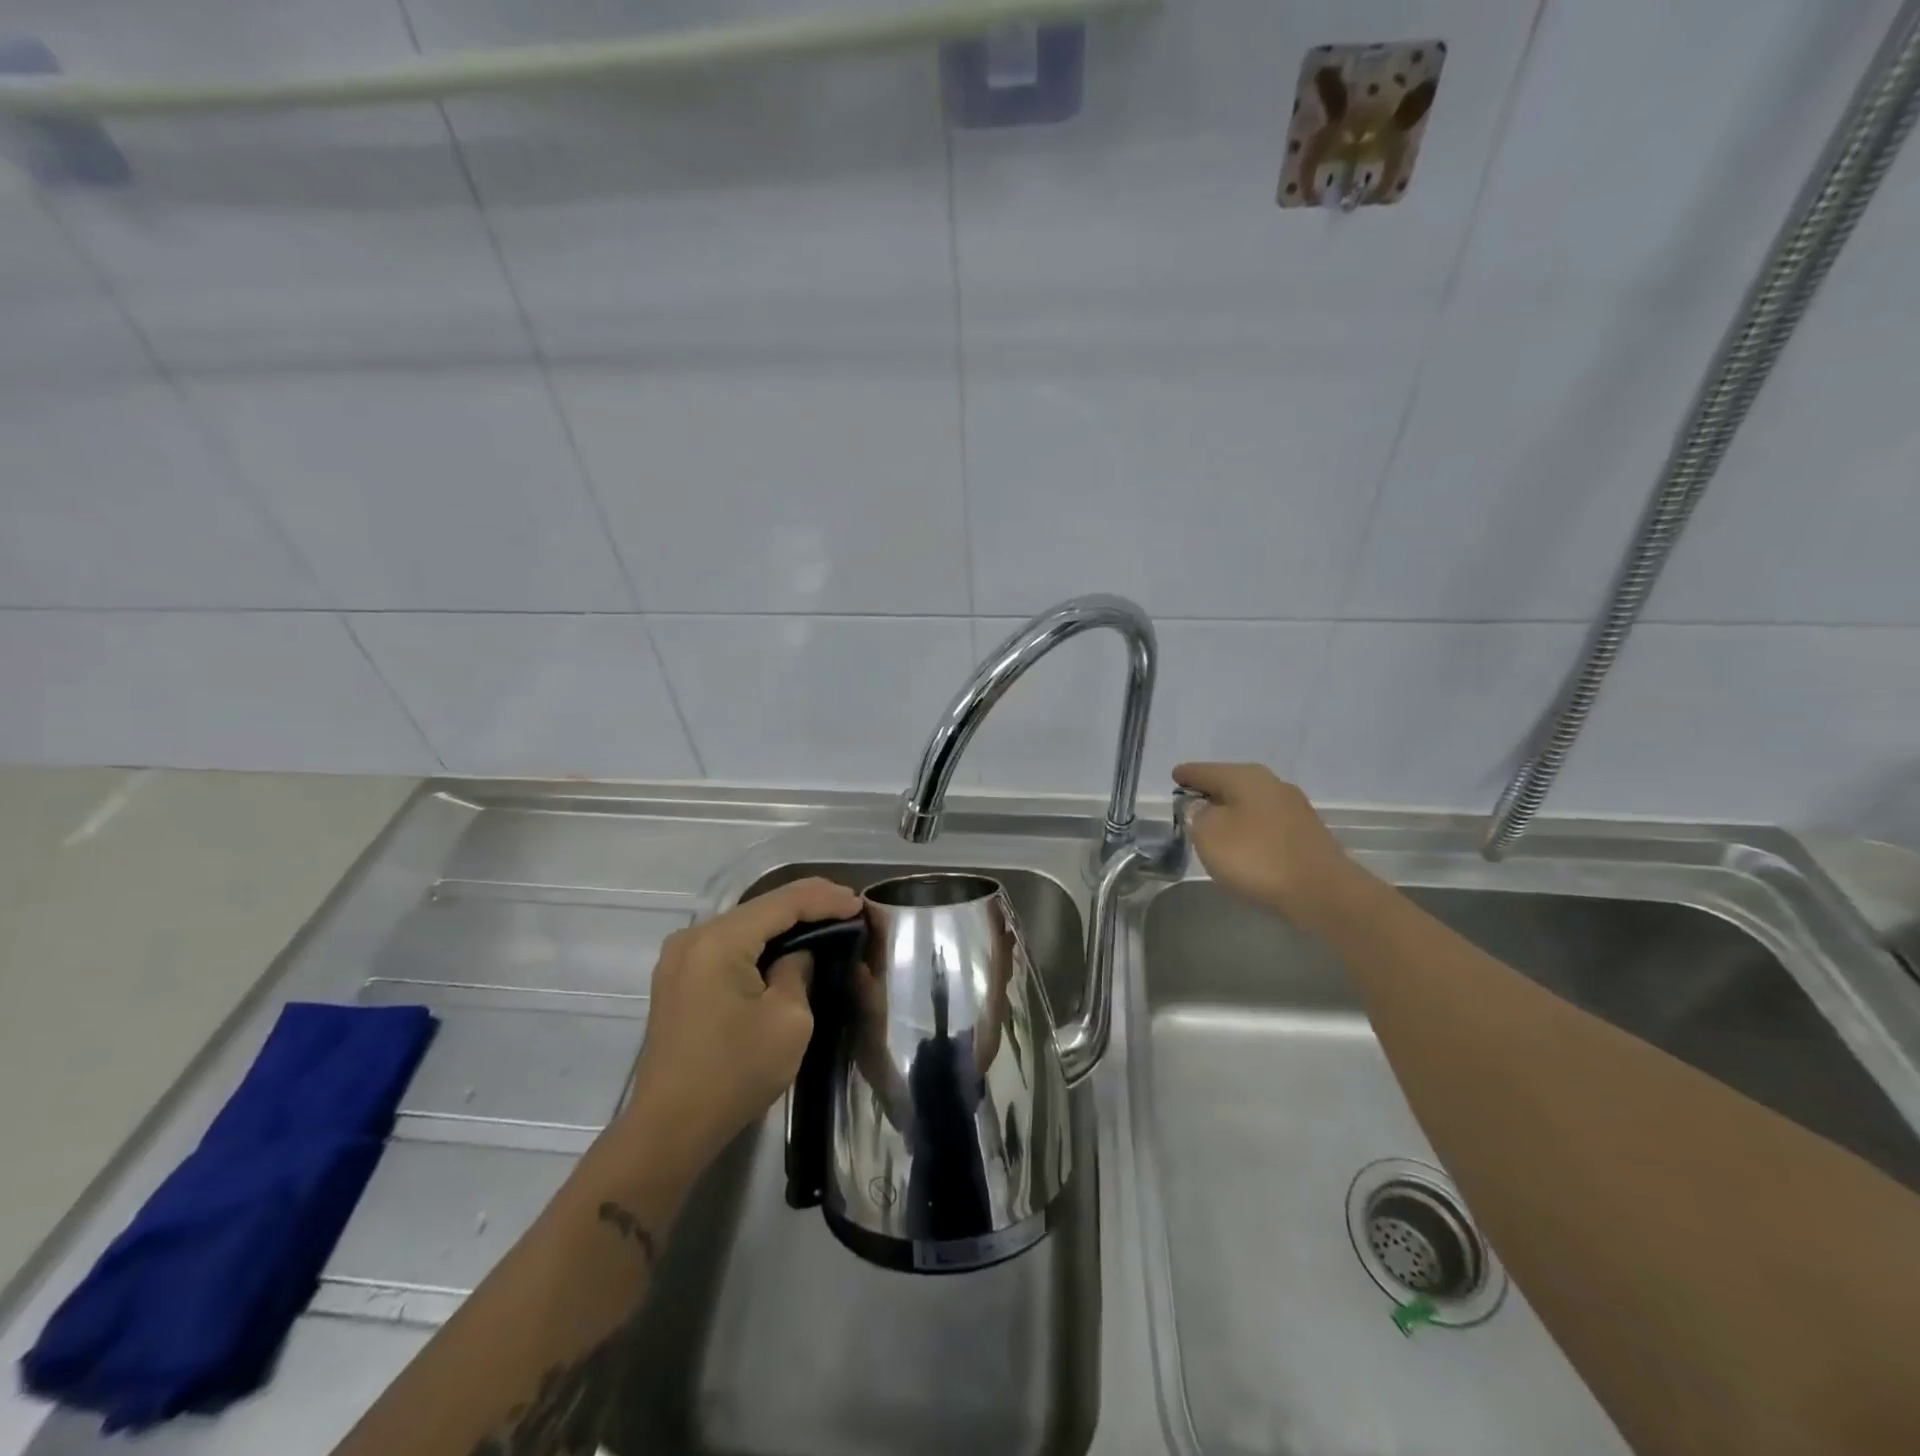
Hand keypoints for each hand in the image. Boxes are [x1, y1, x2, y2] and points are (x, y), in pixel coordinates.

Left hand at [620, 876, 861, 1172]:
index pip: (782, 903)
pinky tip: (789, 944)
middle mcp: (694, 937)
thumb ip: (799, 970)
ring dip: (785, 921)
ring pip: (746, 923)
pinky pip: (730, 944)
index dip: (825, 899)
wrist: (669, 1129)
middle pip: (761, 907)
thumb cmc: (735, 1074)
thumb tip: (799, 955)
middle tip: (849, 908)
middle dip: (807, 904)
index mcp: (719, 941)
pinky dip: (762, 941)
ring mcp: (681, 957)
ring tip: (828, 919)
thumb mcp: (788, 1020)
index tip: (860, 904)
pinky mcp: (680, 977)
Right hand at [1172, 763, 1364, 923]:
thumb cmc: (1257, 857)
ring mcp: (1294, 809)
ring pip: (1251, 803)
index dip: (1187, 775)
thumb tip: (1201, 807)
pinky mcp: (1306, 835)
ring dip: (1232, 812)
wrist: (1323, 893)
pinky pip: (1266, 824)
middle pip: (1231, 783)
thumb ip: (1197, 815)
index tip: (1174, 776)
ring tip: (1213, 826)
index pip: (1206, 771)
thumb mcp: (1209, 834)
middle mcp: (1273, 784)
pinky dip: (1250, 829)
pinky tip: (1244, 844)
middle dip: (1211, 791)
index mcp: (1246, 777)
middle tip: (1190, 802)